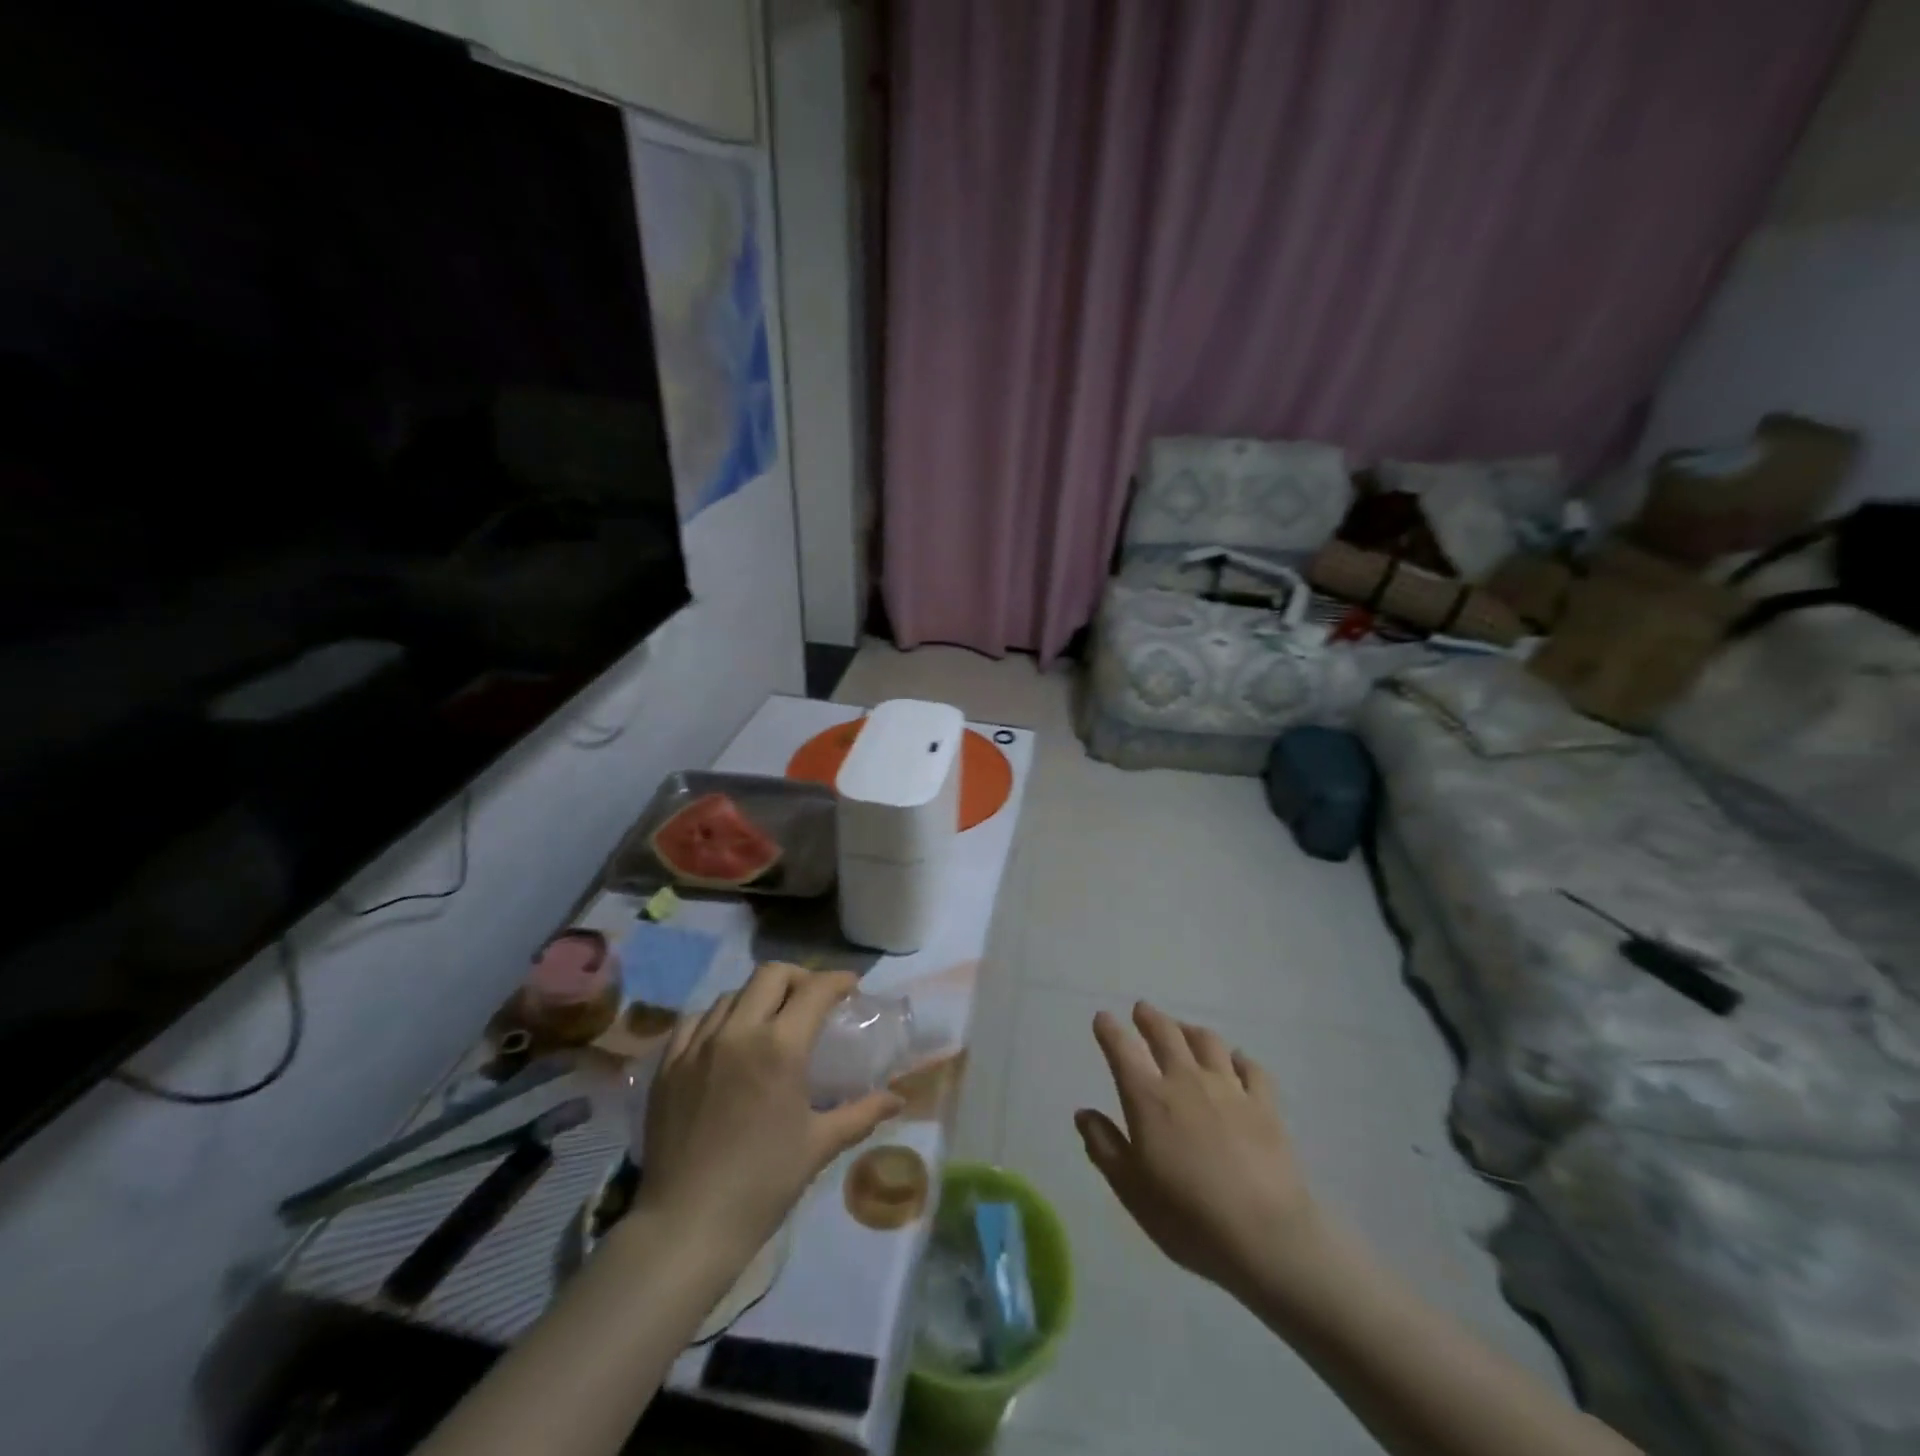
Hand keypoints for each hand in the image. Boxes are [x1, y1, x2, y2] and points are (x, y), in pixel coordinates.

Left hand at [639, 963, 902, 1255]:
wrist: (686, 1226)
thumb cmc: (763, 1184)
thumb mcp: (820, 1145)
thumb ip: (862, 1112)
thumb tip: (897, 1098)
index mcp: (780, 1047)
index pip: (815, 989)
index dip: (838, 980)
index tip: (851, 988)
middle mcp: (738, 1031)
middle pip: (771, 974)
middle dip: (798, 978)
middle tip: (812, 1000)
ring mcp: (698, 1045)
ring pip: (732, 993)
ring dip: (759, 997)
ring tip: (770, 1020)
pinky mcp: (669, 1064)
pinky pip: (695, 1020)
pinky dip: (718, 1018)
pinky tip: (726, 1039)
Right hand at [1076, 1002, 1320, 1298]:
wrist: (1266, 1237)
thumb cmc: (1188, 1218)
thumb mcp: (1131, 1190)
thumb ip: (1105, 1147)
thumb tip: (1083, 1113)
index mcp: (1148, 1099)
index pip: (1122, 1050)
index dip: (1110, 1031)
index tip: (1103, 1017)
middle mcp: (1186, 1081)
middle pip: (1166, 1034)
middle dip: (1150, 1018)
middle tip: (1142, 1009)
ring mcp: (1229, 1089)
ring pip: (1207, 1042)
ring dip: (1190, 1030)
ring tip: (1183, 1029)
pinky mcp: (1265, 1104)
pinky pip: (1250, 1068)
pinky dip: (1238, 1058)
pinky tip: (1236, 1060)